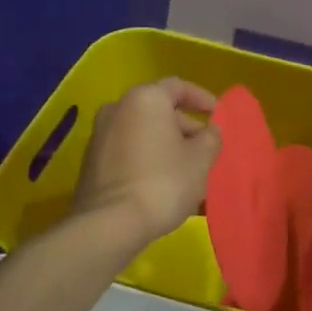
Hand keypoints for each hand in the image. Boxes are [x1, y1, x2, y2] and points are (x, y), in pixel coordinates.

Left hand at [72, 78, 220, 245]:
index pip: (178, 87)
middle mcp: (118, 108)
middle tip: (206, 149)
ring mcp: (100, 135)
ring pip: (144, 133)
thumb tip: (209, 130)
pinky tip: (166, 184)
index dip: (202, 98)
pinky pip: (130, 152)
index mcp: (145, 99)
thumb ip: (211, 138)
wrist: (110, 223)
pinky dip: (149, 160)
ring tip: (189, 171)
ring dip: (168, 147)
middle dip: (186, 128)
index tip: (218, 115)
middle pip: (159, 111)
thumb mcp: (201, 159)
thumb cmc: (163, 182)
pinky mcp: (93, 162)